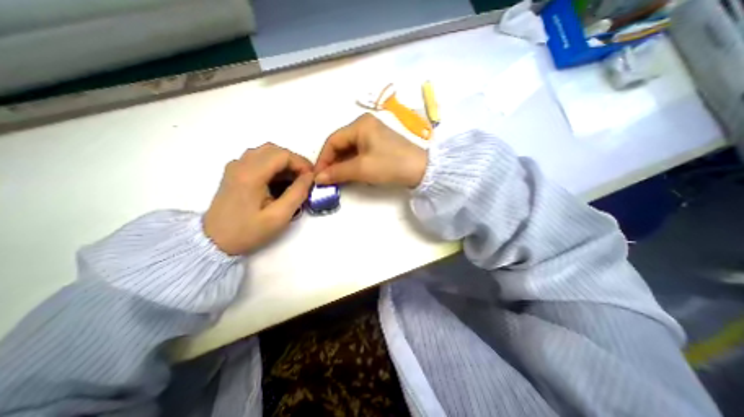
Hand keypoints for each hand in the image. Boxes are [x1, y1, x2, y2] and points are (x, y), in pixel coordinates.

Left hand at [202, 143, 311, 255]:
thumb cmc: (248, 231)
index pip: (282, 155)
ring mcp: (235, 167)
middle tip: (305, 178)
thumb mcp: (279, 216)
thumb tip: (310, 177)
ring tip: (295, 180)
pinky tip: (279, 182)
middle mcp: (241, 164)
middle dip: (294, 161)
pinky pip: (258, 159)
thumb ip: (297, 194)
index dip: (301, 163)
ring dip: (284, 163)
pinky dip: (274, 166)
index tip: (311, 178)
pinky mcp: (234, 172)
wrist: (214, 241)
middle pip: (274, 150)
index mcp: (251, 174)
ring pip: (266, 152)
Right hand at [314, 113, 430, 187]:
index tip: (318, 175)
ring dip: (342, 164)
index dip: (323, 159)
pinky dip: (353, 164)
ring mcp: (373, 134)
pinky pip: (360, 152)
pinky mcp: (379, 144)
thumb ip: (337, 172)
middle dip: (333, 162)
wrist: (421, 170)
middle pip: (341, 144)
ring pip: (350, 149)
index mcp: (360, 125)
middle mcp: (365, 125)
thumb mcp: (362, 169)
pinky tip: (350, 174)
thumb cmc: (390, 165)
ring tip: (337, 179)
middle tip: (327, 179)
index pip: (333, 141)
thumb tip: (318, 178)